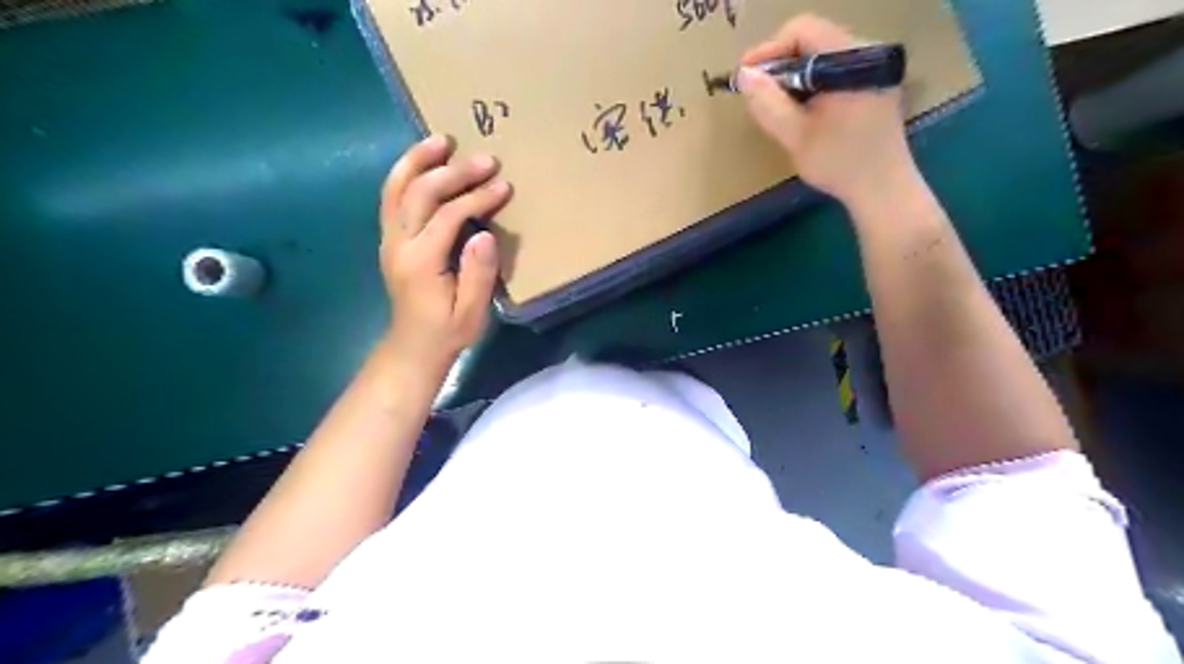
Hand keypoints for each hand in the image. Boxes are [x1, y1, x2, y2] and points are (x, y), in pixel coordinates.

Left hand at [378, 134, 509, 371]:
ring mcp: (389, 239)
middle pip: (420, 193)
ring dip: (418, 161)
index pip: (448, 216)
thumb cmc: (447, 332)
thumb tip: (484, 234)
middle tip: (485, 159)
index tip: (503, 186)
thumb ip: (478, 274)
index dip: (477, 198)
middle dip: (454, 172)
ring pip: (396, 188)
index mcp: (421, 262)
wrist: (413, 347)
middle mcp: (399, 244)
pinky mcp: (390, 239)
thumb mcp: (471, 312)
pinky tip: (422, 161)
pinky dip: (405, 173)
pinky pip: (391, 197)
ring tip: (441, 139)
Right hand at [737, 14, 913, 206]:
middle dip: (780, 65)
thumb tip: (744, 75)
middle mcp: (867, 52)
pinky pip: (835, 70)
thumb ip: (768, 103)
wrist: (882, 189)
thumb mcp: (795, 135)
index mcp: (852, 59)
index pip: (803, 30)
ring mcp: (874, 67)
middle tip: (757, 93)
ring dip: (794, 76)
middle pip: (813, 39)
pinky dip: (812, 84)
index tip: (746, 77)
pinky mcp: (874, 83)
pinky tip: (800, 109)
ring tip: (776, 104)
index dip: (769, 50)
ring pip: (822, 56)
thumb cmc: (839, 163)